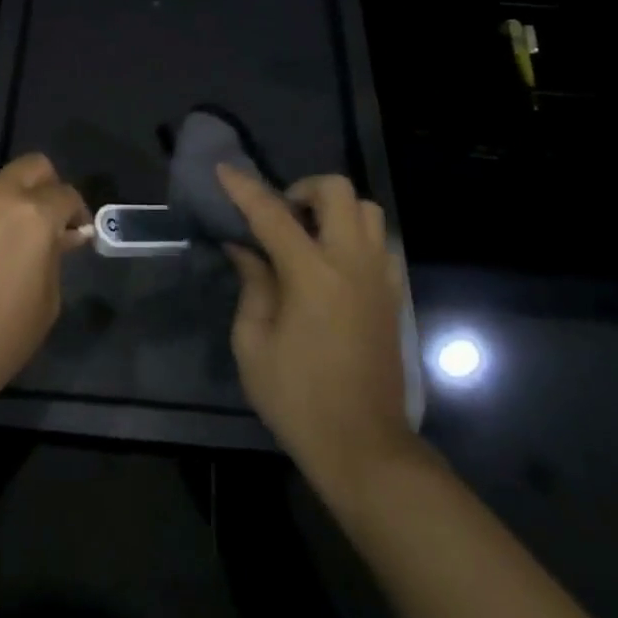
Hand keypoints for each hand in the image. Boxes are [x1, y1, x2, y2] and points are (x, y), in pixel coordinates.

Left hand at [0, 154, 89, 409]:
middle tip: (44, 222)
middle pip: (32, 166)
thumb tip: (62, 235)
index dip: (77, 214)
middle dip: (46, 188)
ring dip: (7, 202)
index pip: (66, 194)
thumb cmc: (0, 337)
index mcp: (33, 214)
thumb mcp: (47, 299)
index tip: (76, 234)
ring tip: (1, 240)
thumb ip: (56, 255)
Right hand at [219, 166, 414, 495]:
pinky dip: (354, 235)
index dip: (244, 189)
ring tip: (308, 236)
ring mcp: (379, 277)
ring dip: (334, 209)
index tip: (224, 170)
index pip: (272, 214)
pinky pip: (380, 242)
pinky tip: (332, 264)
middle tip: (281, 216)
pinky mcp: (393, 295)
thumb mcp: (254, 344)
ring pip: (367, 210)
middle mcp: (352, 263)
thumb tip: (244, 248)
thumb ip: (252, 285)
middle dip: (303, 189)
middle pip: (337, 192)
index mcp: (312, 275)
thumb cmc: (298, 398)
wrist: (365, 447)